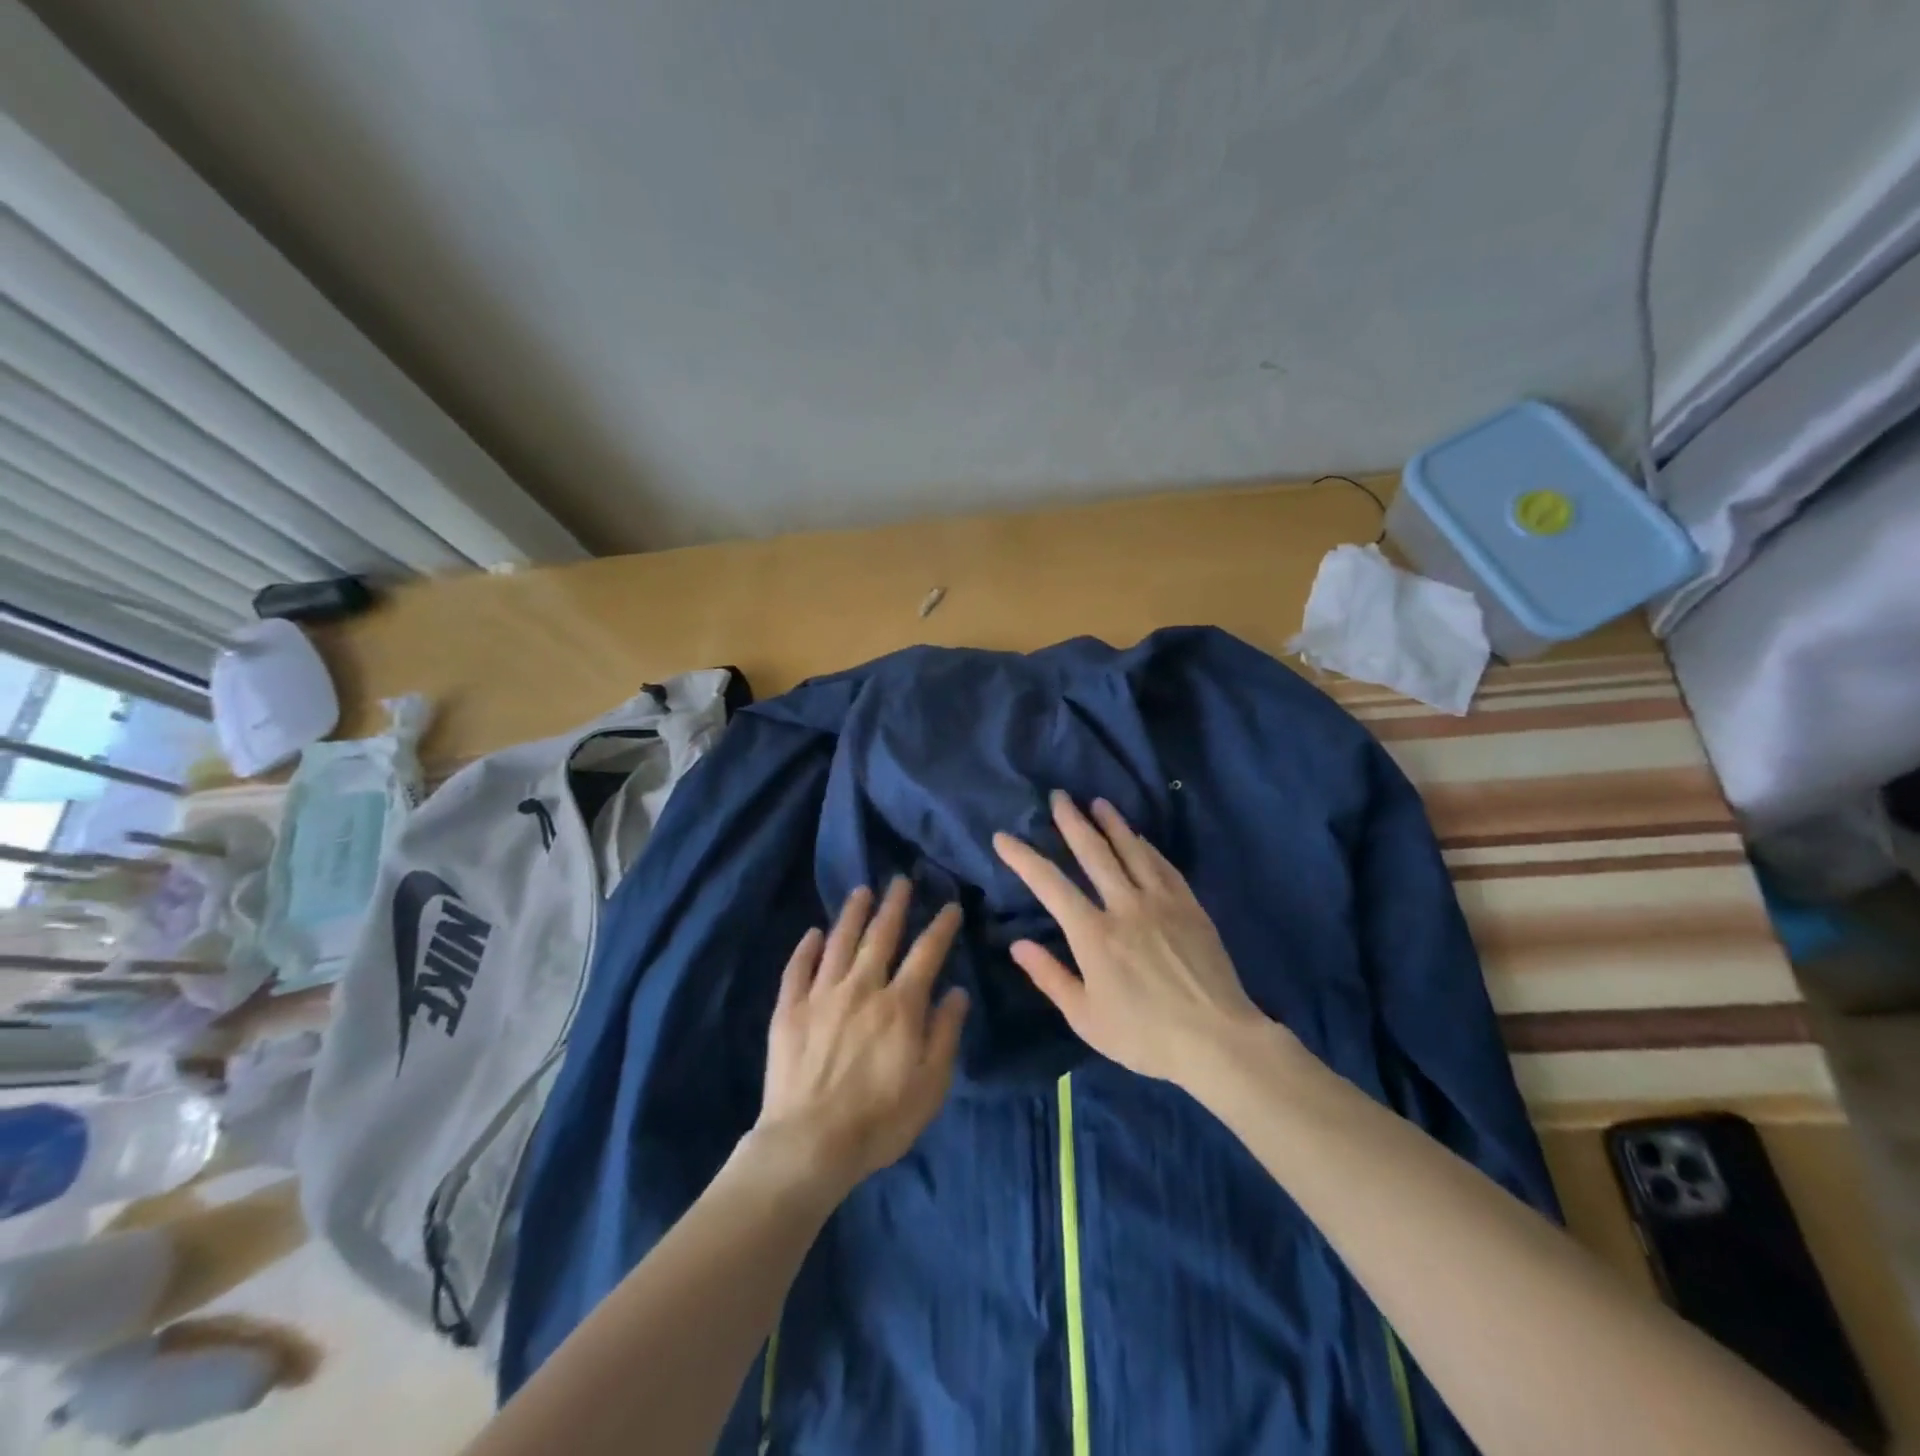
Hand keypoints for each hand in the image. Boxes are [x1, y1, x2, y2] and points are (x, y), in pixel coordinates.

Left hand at [753, 879, 968, 1195]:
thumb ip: (945, 1033)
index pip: (927, 953)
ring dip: (852, 914)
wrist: (809, 1144)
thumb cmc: (879, 1120)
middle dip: (894, 905)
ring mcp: (821, 995)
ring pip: (839, 942)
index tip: (950, 905)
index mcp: (900, 1005)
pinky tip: (813, 933)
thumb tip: (956, 991)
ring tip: (861, 891)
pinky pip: (797, 969)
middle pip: (880, 936)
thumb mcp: (930, 1085)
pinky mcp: (788, 1010)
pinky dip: (806, 948)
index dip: (941, 926)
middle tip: (900, 880)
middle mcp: (862, 987)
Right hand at [993, 791, 1268, 1085]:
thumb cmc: (1144, 1035)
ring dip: (1111, 823)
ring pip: (1131, 850)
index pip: (1050, 885)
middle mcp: (1125, 906)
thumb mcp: (1086, 1018)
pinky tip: (1139, 837)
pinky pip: (1163, 866)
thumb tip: (1018, 944)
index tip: (1003, 837)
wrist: (1216, 1039)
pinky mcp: (1189, 906)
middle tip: (1059, 796)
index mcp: (1094, 934)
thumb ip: (1050, 977)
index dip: (1023, 858)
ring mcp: (1161, 902)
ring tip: (1097, 802)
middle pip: (1093, 853)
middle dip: (1072, 822)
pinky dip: (1146, 846)